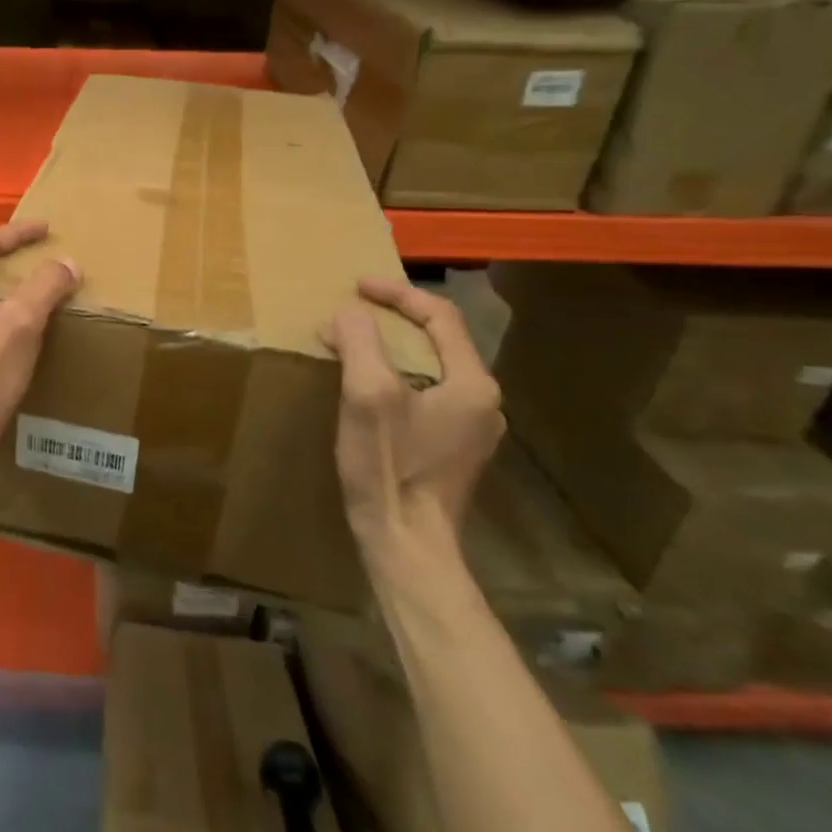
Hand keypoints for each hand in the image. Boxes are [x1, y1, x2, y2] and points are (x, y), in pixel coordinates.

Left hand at [0, 221, 81, 471]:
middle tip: (43, 257)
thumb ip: (45, 286)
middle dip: (12, 260)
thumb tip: (67, 263)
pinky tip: (19, 330)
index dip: (19, 232)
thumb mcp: (21, 323)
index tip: (47, 228)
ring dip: (7, 289)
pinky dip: (0, 315)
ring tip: (36, 291)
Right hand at [321, 277, 504, 557]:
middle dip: (393, 316)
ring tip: (353, 339)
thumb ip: (360, 341)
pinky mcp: (453, 447)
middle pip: (439, 338)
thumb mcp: (368, 394)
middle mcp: (483, 401)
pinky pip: (427, 390)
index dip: (396, 293)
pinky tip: (366, 382)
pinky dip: (395, 372)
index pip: (440, 316)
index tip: (356, 286)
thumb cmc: (391, 467)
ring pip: (432, 365)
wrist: (407, 545)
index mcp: (473, 383)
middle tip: (352, 309)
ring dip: (392, 344)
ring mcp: (471, 428)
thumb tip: (348, 313)